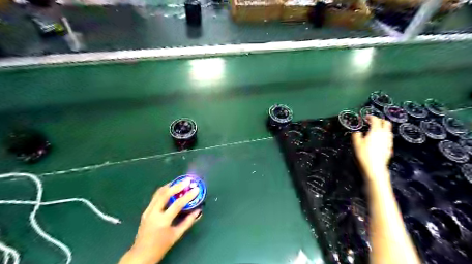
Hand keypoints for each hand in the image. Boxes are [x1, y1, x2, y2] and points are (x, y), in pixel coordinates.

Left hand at [120, 181, 200, 262]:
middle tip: (187, 181)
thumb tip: (198, 211)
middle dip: (177, 185)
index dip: (188, 196)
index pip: (177, 204)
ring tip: (179, 181)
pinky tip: (170, 189)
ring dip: (169, 186)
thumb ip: (188, 222)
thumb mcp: (176, 235)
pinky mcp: (145, 211)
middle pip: (165, 194)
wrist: (140, 255)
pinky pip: (155, 197)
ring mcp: (148, 211)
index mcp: (163, 221)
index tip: (196, 189)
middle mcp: (154, 213)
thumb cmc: (160, 246)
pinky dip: (164, 191)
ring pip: (158, 193)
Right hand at [352, 115, 392, 185]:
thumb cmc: (364, 154)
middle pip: (386, 123)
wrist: (375, 168)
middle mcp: (384, 134)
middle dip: (380, 120)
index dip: (371, 117)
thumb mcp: (356, 144)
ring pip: (388, 131)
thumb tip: (357, 132)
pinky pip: (388, 138)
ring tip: (375, 131)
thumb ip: (356, 135)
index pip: (375, 120)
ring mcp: (389, 141)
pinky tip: (378, 140)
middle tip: (372, 122)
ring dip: (382, 128)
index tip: (366, 117)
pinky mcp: (390, 148)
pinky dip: (383, 136)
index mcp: (376, 131)